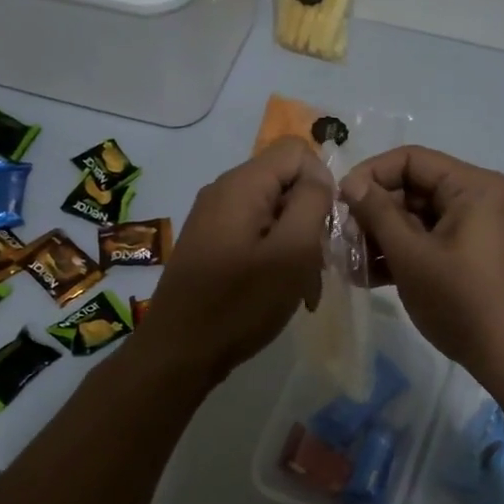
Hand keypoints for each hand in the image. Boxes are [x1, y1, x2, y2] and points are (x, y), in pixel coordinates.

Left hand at [135, 137, 335, 385]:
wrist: (179, 352)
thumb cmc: (240, 303)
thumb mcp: (292, 252)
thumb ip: (312, 202)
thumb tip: (320, 177)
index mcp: (242, 184)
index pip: (297, 151)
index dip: (322, 182)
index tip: (325, 227)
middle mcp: (224, 191)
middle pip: (285, 181)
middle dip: (311, 218)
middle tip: (318, 265)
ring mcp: (213, 218)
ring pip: (274, 211)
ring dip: (296, 244)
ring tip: (303, 287)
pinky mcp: (211, 243)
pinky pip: (255, 233)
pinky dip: (276, 255)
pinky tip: (281, 290)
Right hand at [339, 146, 503, 380]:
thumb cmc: (463, 299)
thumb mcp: (412, 255)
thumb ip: (378, 214)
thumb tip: (351, 183)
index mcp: (472, 186)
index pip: (411, 160)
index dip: (371, 175)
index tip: (340, 202)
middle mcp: (477, 200)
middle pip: (414, 189)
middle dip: (374, 213)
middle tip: (342, 239)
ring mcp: (475, 230)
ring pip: (418, 220)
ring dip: (382, 238)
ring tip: (349, 264)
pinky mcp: (471, 258)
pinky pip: (430, 243)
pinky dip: (402, 256)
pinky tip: (367, 277)